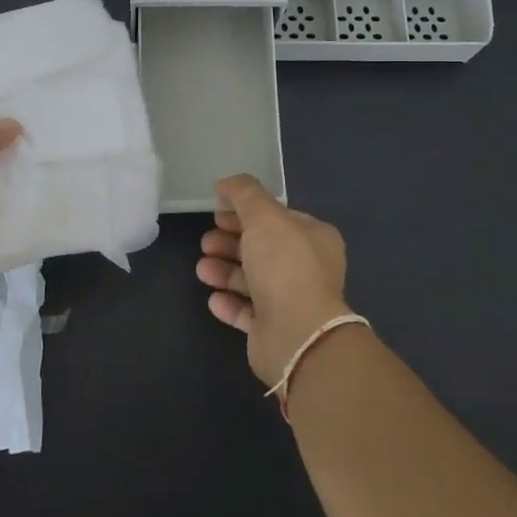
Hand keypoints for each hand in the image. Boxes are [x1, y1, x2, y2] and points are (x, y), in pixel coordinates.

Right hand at [196, 174, 351, 385]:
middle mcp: (307, 268)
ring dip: (224, 271)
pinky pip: (248, 311)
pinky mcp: (274, 329)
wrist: (296, 334)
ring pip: (252, 280)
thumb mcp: (264, 216)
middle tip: (205, 242)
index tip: (217, 212)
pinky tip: (213, 298)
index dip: (245, 212)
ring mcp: (292, 300)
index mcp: (314, 238)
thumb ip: (245, 194)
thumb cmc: (284, 266)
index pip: (277, 218)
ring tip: (202, 269)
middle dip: (230, 242)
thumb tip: (226, 182)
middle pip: (262, 248)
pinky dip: (229, 302)